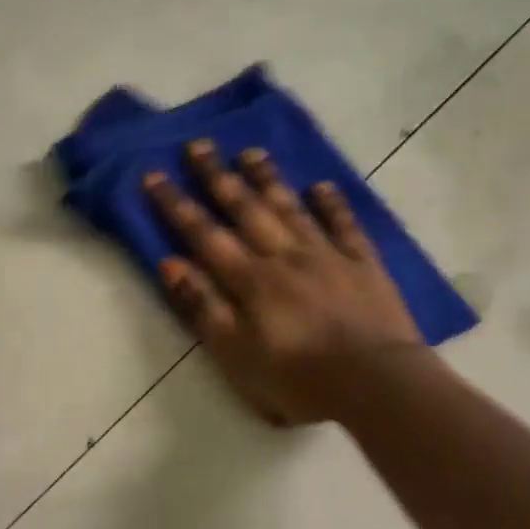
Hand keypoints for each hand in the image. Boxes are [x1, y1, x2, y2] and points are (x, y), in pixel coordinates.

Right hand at [145, 140, 427, 425]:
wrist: (374, 383)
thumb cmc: (296, 379)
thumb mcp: (235, 355)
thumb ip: (203, 307)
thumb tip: (170, 263)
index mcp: (250, 280)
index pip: (205, 235)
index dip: (177, 206)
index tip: (154, 175)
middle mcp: (285, 257)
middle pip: (246, 210)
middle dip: (218, 177)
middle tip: (199, 145)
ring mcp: (327, 256)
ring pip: (291, 209)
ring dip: (268, 180)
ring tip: (250, 152)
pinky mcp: (364, 265)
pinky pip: (345, 225)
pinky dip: (332, 204)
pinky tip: (321, 186)